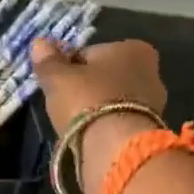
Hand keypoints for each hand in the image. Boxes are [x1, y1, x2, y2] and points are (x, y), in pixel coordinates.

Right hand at [31, 38, 168, 193]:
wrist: (115, 149)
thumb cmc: (88, 102)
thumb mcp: (59, 79)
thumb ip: (48, 61)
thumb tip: (39, 43)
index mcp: (133, 48)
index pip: (91, 54)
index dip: (71, 69)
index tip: (58, 85)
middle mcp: (151, 71)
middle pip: (106, 78)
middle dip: (88, 89)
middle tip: (66, 107)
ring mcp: (154, 104)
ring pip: (113, 102)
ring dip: (97, 111)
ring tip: (77, 127)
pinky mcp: (149, 132)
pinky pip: (118, 123)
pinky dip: (105, 129)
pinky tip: (91, 139)